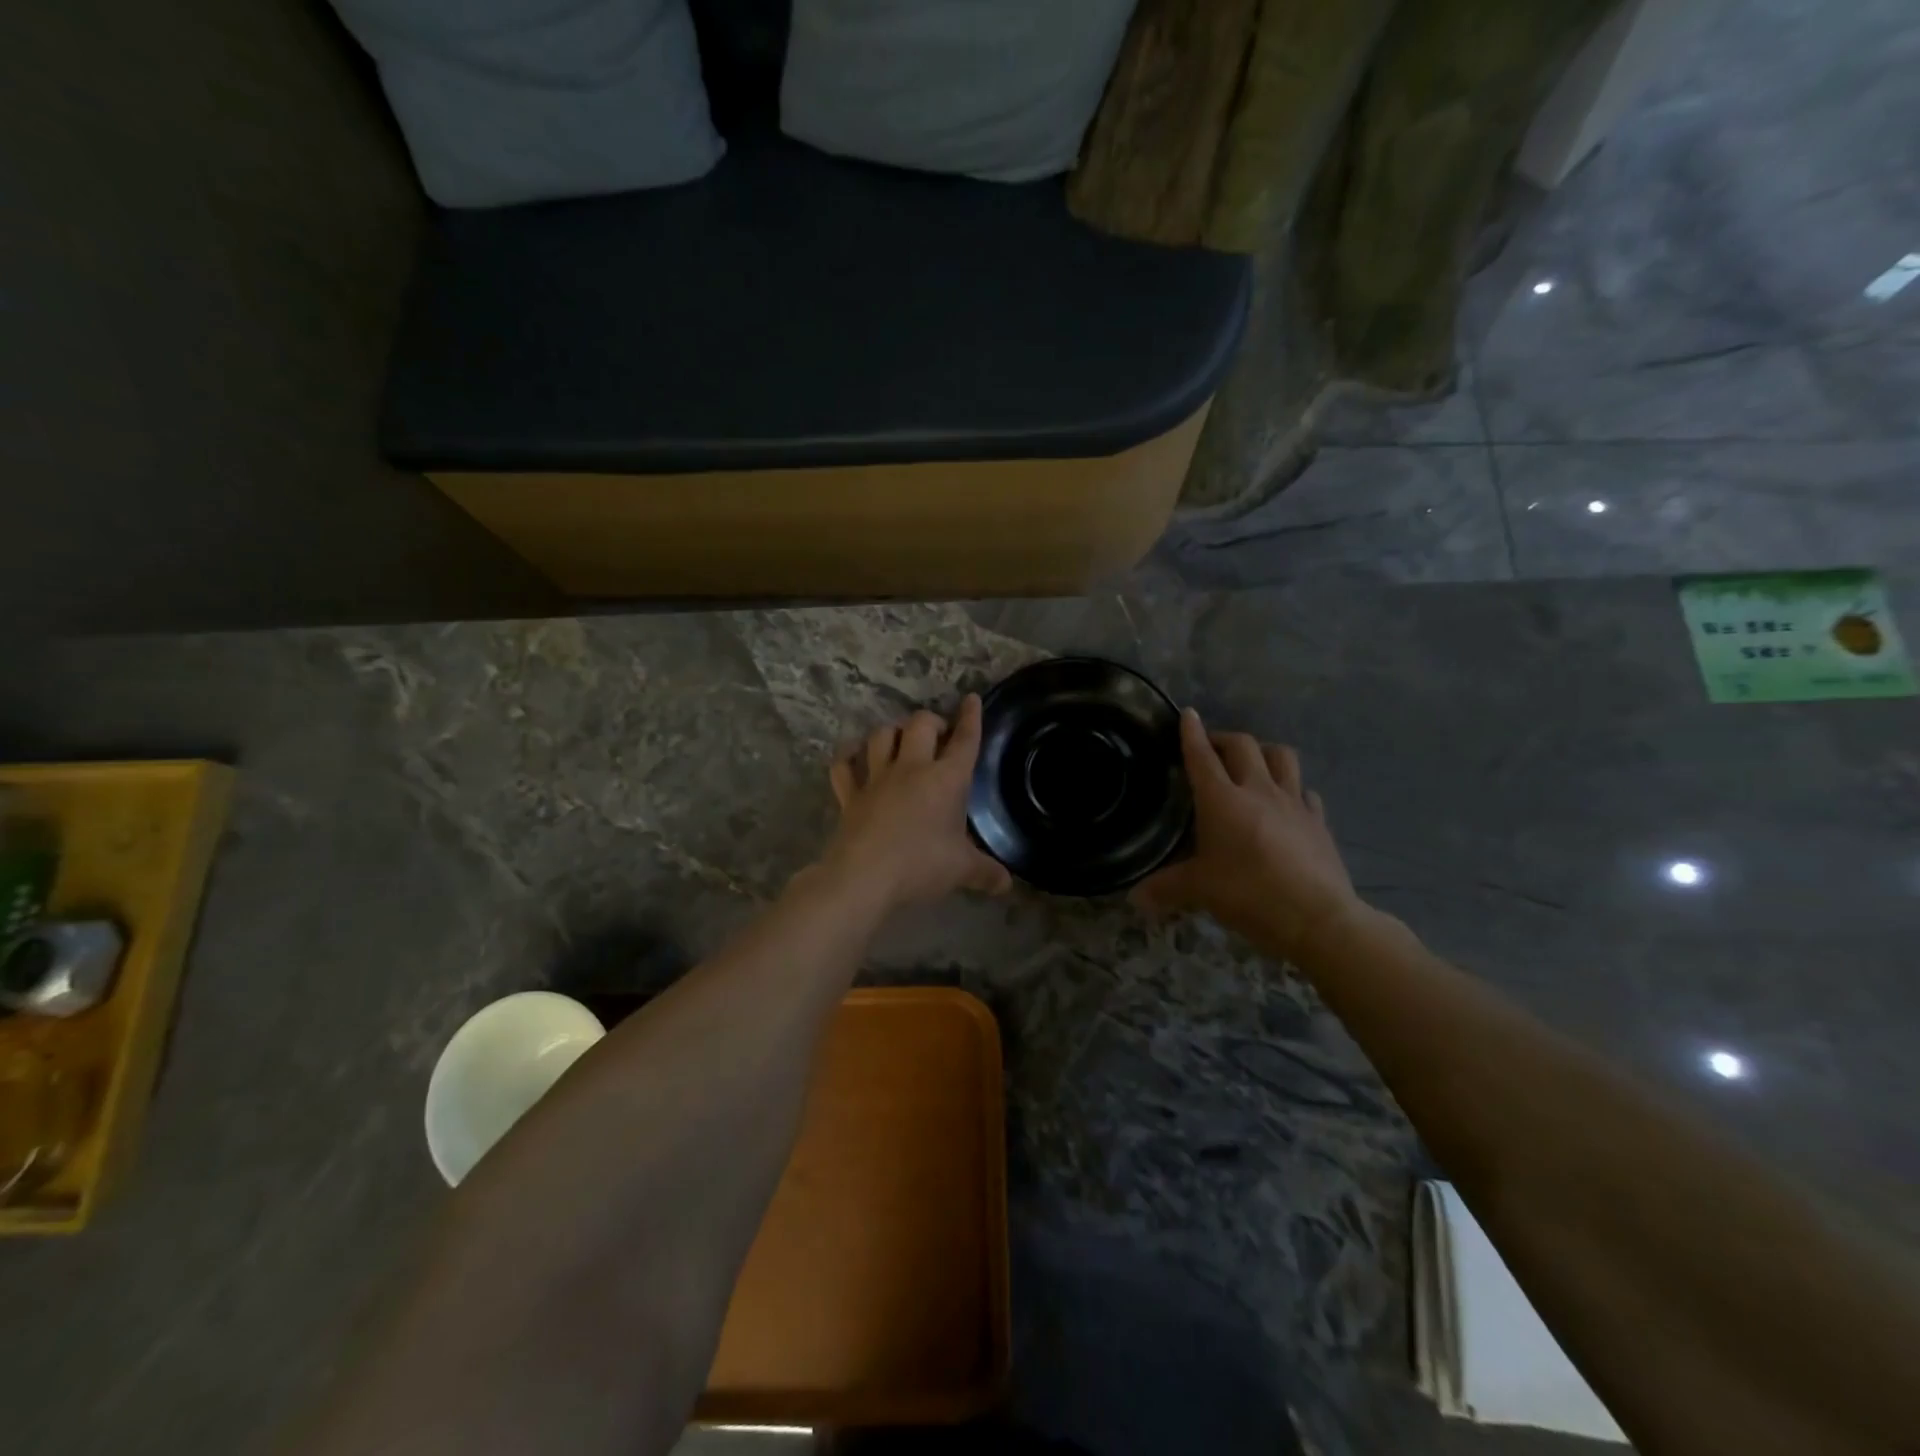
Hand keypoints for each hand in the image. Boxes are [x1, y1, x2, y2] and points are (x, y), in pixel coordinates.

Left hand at [820, 694, 1012, 909]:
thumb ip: (986, 872)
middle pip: (920, 724)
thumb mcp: (961, 870)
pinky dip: (848, 756)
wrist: (864, 877)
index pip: (964, 741)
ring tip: (899, 740)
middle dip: (932, 721)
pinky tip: (853, 754)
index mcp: (946, 779)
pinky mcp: (850, 795)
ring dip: (892, 732)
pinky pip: (844, 765)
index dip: (970, 718)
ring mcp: (876, 778)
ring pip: (881, 736)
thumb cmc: (921, 866)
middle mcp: (911, 768)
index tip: (971, 699)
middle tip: (938, 734)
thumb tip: (1006, 884)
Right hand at [1132, 709, 1361, 958]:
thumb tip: (1134, 898)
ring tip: (1253, 764)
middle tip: (1213, 748)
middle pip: (1243, 746)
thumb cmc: (1248, 893)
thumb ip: (1166, 888)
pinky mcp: (1318, 821)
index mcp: (1222, 799)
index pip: (1202, 756)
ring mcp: (1293, 803)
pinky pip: (1306, 792)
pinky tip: (1287, 802)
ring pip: (1281, 757)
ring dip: (1264, 752)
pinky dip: (1293, 790)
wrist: (1316, 917)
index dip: (1192, 733)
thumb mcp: (1199, 891)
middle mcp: (1258, 790)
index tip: (1187, 714)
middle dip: (1225, 739)